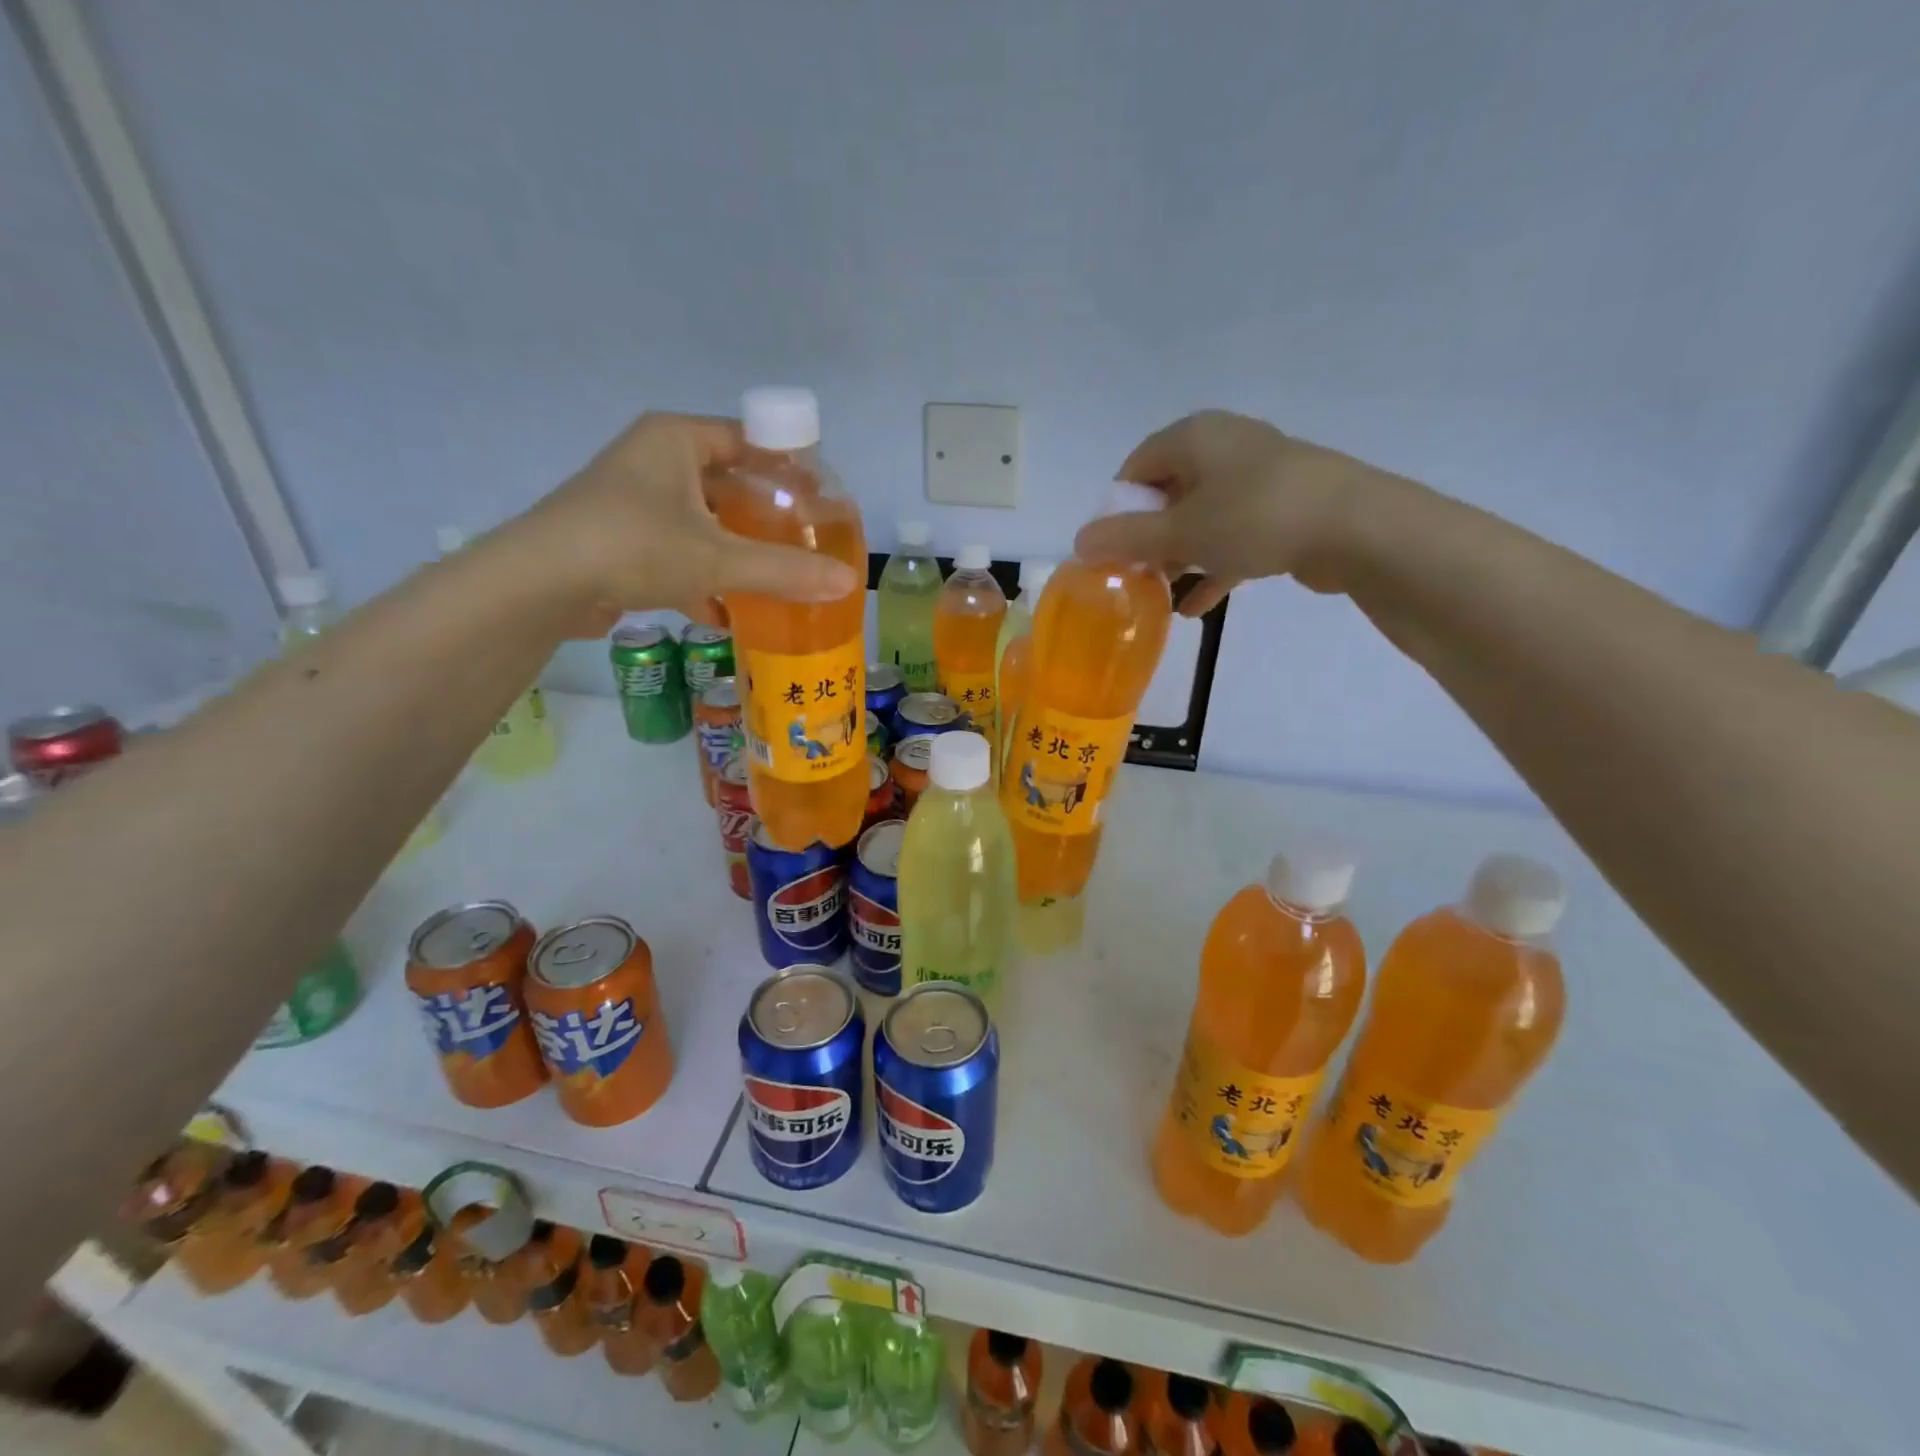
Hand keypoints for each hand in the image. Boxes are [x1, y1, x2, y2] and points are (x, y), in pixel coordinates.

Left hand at [520, 412, 857, 630]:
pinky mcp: (622, 540)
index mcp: (677, 440)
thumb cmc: (633, 545)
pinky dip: (704, 577)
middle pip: (729, 483)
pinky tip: (727, 612)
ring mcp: (635, 501)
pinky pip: (679, 551)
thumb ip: (784, 570)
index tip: (822, 500)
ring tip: (777, 577)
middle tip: (806, 542)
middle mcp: (655, 460)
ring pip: (704, 521)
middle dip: (766, 516)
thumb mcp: (717, 558)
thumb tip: (849, 582)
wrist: (540, 584)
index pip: (749, 439)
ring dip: (737, 550)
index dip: (790, 466)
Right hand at [1075, 410, 1383, 614]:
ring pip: (1202, 518)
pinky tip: (1196, 608)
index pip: (1136, 467)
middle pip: (1169, 493)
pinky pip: (1234, 536)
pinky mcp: (1284, 509)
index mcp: (1195, 437)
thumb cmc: (1253, 518)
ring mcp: (1258, 478)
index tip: (1111, 549)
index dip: (1117, 509)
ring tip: (1160, 596)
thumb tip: (1079, 542)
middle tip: (1134, 576)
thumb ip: (1125, 539)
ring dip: (1180, 558)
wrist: (1355, 528)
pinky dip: (1214, 566)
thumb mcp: (1179, 533)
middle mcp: (1225, 448)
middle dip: (1148, 539)